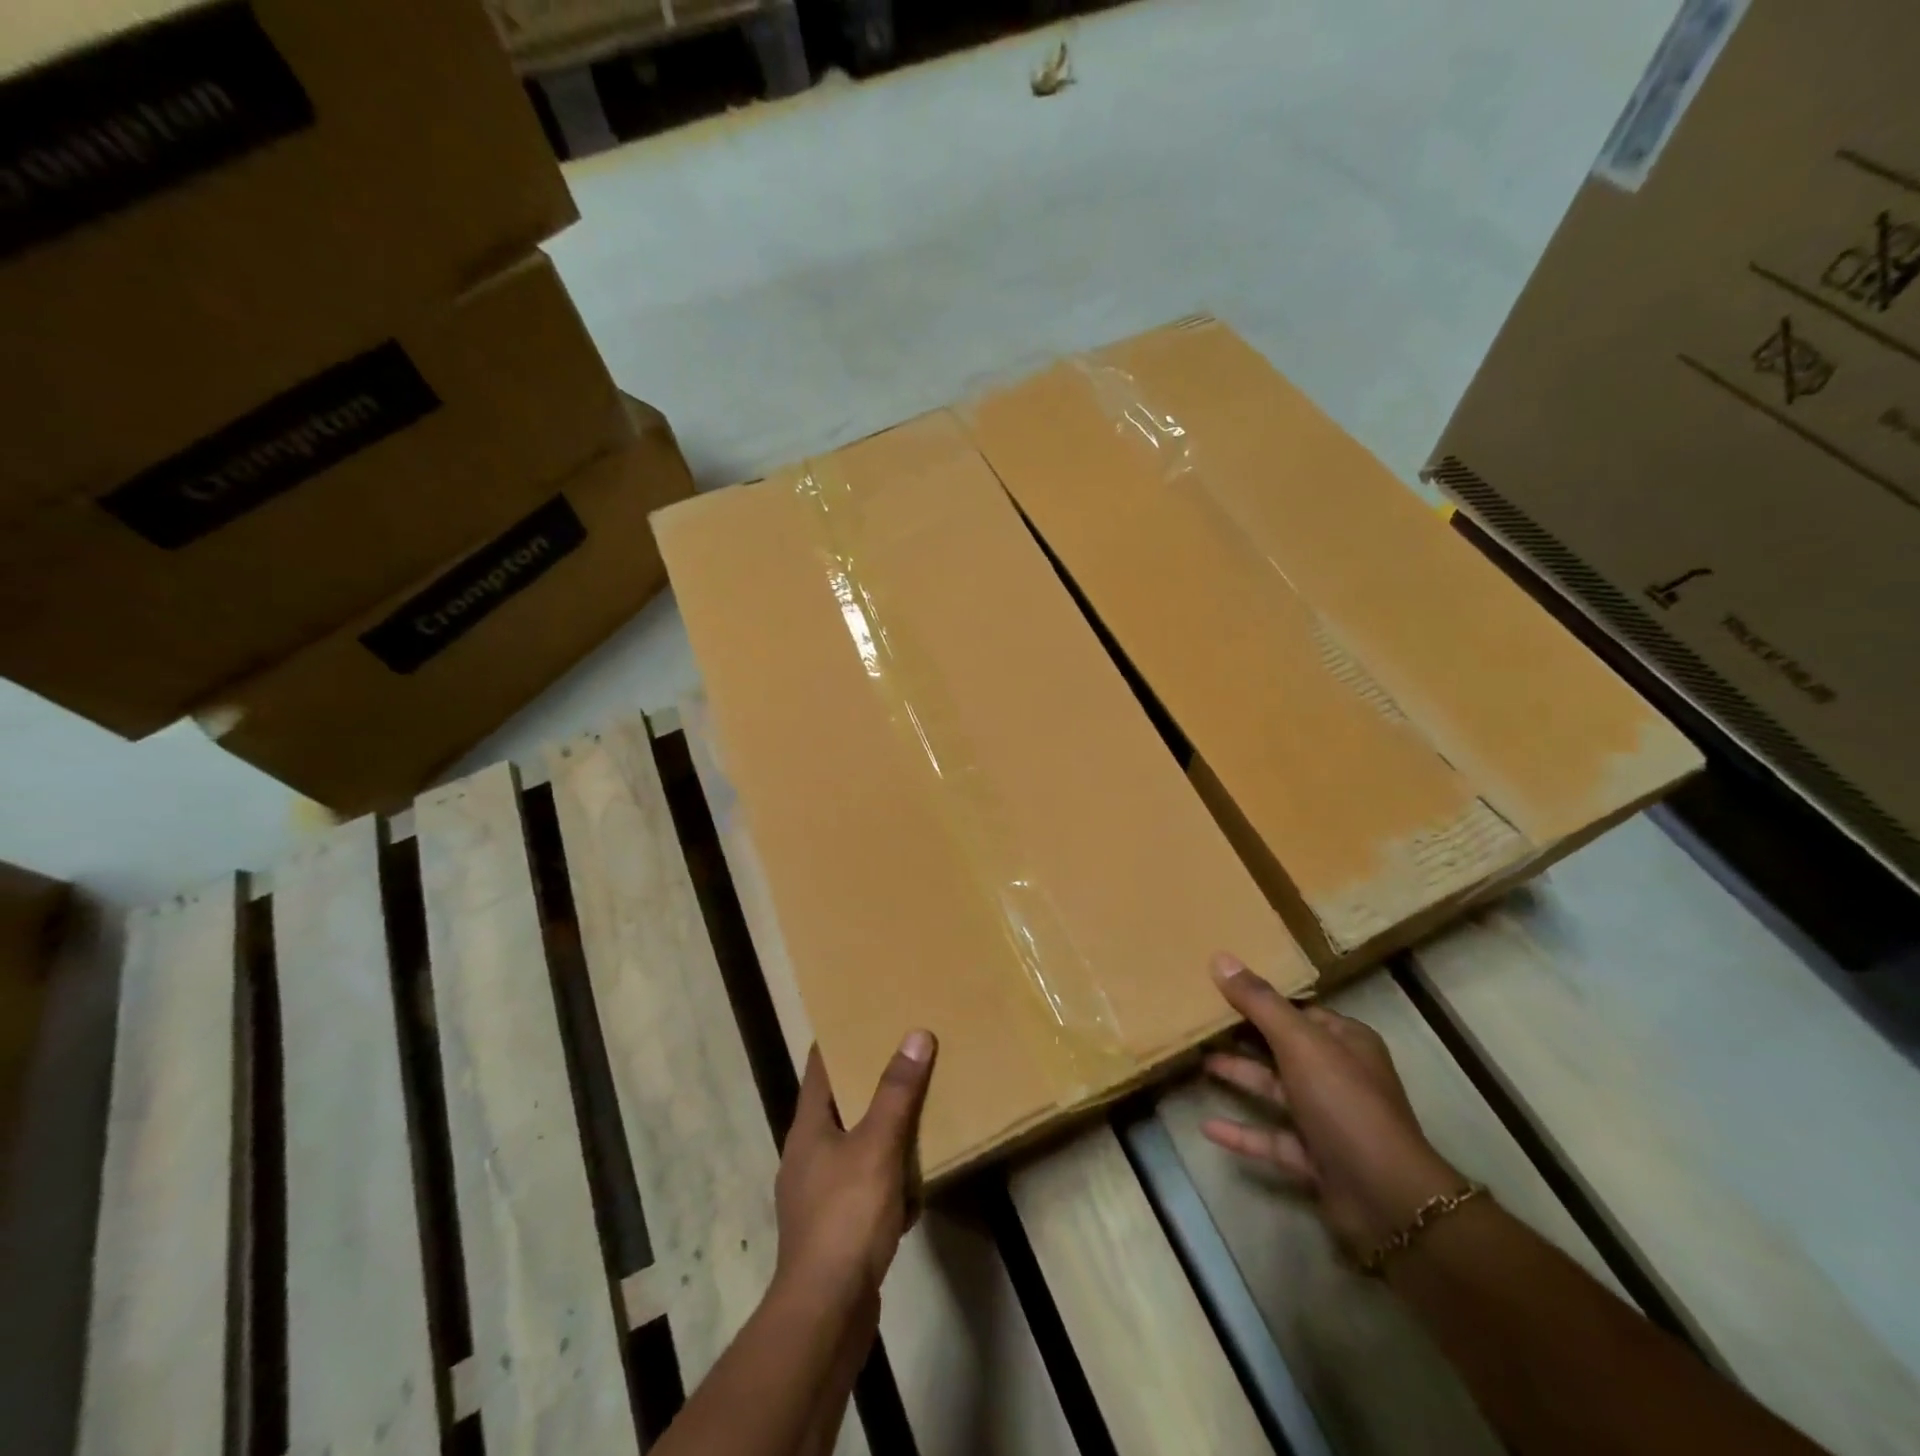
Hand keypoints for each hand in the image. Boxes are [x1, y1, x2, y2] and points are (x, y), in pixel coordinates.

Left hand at [774, 1032, 936, 1309]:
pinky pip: (865, 1187)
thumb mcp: (877, 1147)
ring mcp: (818, 1195)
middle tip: (905, 1054)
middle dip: (870, 1082)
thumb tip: (915, 1034)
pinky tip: (913, 1186)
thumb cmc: (846, 1218)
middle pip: (839, 1104)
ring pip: (855, 1146)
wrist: (825, 1314)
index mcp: (808, 1128)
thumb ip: (897, 1093)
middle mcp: (807, 1155)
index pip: (820, 1066)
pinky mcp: (835, 1229)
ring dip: (882, 1131)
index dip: (839, 1038)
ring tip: (916, 1113)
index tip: (865, 1014)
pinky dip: (887, 1178)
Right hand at [1203, 952, 1463, 1261]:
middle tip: (1201, 1022)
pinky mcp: (1317, 1158)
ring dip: (1240, 1078)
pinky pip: (1272, 1138)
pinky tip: (1207, 1127)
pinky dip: (1242, 1132)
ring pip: (1276, 1091)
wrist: (1386, 1197)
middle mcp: (1340, 1075)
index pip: (1299, 1011)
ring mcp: (1329, 1118)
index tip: (1220, 990)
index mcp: (1346, 1041)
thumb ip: (1259, 1002)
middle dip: (1244, 1037)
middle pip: (1284, 1048)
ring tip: (1198, 1063)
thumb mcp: (1298, 1042)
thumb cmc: (1343, 1102)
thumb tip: (1220, 958)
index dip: (1262, 1001)